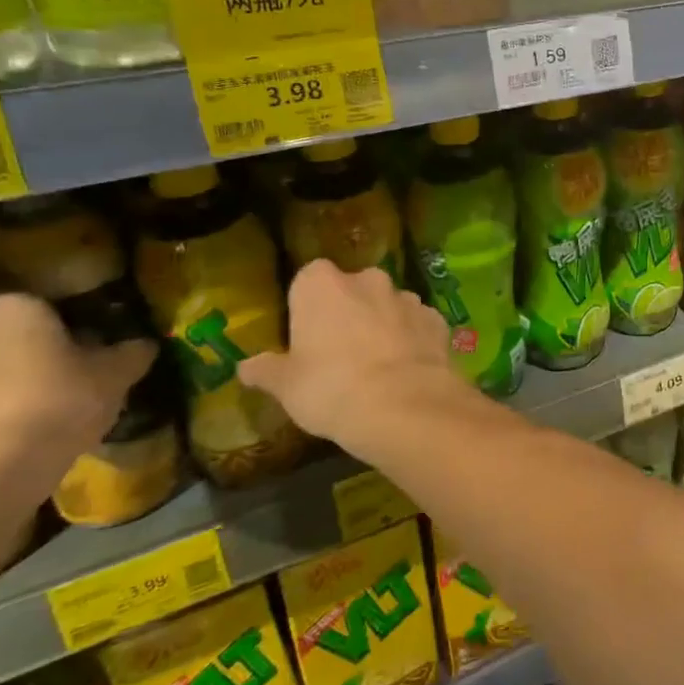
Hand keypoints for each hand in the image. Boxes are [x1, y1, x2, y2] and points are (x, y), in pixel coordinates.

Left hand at [0, 294, 155, 511]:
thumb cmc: (57, 403)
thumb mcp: (115, 375)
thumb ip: (130, 354)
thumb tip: (142, 345)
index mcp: (10, 309)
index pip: (44, 307)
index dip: (69, 329)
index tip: (90, 352)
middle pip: (3, 340)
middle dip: (25, 357)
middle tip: (63, 382)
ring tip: (37, 419)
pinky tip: (12, 444)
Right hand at [240, 260, 452, 454]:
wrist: (405, 405)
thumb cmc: (331, 388)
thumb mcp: (286, 386)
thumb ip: (267, 370)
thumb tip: (246, 367)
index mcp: (322, 284)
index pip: (308, 278)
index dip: (307, 306)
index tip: (306, 335)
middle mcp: (368, 280)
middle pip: (353, 288)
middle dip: (348, 311)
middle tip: (339, 352)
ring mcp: (408, 297)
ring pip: (388, 305)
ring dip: (383, 324)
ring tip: (377, 365)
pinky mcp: (437, 319)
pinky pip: (418, 325)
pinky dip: (412, 340)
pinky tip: (407, 370)